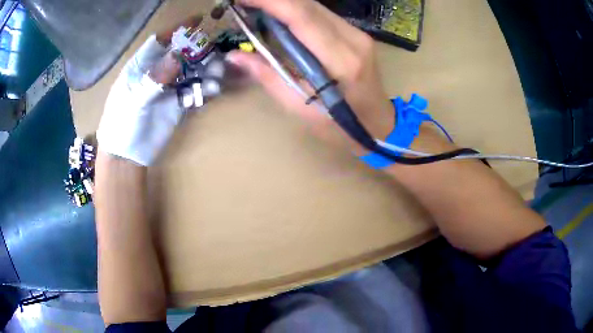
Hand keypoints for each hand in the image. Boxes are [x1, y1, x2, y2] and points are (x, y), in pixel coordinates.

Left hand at [97, 16, 201, 165]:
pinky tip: (212, 90)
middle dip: (198, 50)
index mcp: (141, 66)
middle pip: (180, 54)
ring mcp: (168, 88)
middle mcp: (156, 73)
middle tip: (215, 49)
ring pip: (190, 72)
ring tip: (218, 72)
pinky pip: (193, 92)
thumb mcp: (134, 100)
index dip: (177, 29)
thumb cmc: (122, 125)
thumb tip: (177, 55)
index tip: (197, 19)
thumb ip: (154, 78)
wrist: (127, 156)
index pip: (160, 41)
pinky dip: (204, 90)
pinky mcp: (177, 104)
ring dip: (205, 70)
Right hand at [226, 0, 393, 148]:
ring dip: (284, 2)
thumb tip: (235, 56)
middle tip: (244, 1)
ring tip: (257, 6)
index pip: (302, 17)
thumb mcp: (299, 108)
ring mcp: (358, 34)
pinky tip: (280, 14)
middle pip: (308, 5)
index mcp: (340, 61)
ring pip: (316, 6)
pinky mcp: (357, 34)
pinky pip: (322, 14)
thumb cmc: (339, 126)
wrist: (377, 124)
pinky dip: (297, 9)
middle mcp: (353, 39)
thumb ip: (267, 76)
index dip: (271, 2)